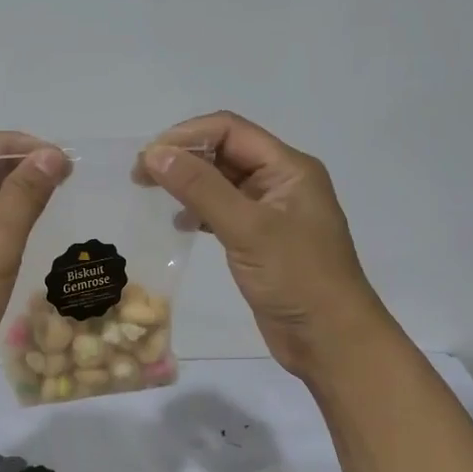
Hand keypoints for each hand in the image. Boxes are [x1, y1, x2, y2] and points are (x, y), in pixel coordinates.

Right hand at [143, 112, 391, 378]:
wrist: (332, 341)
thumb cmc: (296, 278)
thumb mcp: (247, 229)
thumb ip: (200, 188)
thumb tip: (155, 153)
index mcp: (288, 168)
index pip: (230, 130)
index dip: (187, 136)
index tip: (149, 157)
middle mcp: (281, 182)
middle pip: (225, 152)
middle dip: (183, 157)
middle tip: (140, 175)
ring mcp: (272, 212)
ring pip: (222, 181)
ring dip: (188, 182)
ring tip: (151, 193)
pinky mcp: (261, 240)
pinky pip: (224, 210)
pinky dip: (199, 210)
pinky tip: (180, 223)